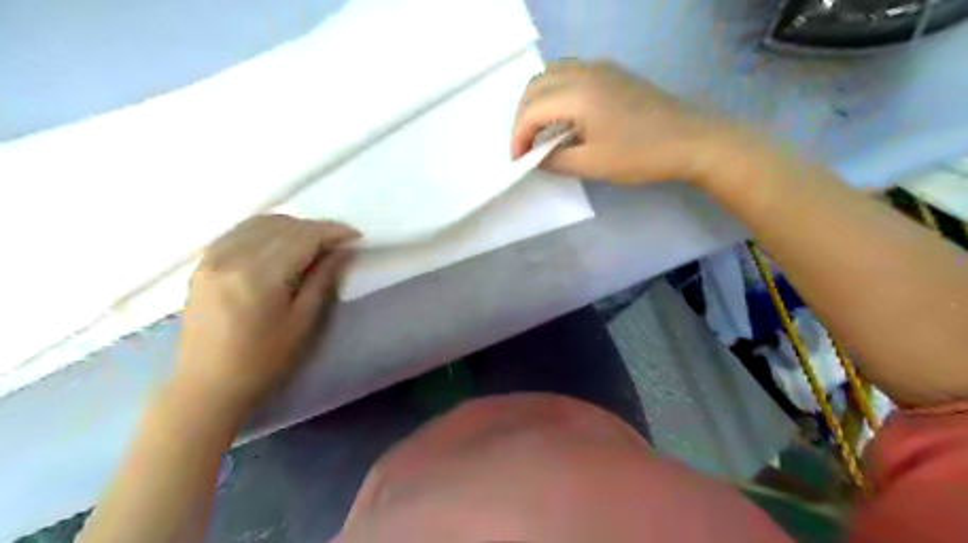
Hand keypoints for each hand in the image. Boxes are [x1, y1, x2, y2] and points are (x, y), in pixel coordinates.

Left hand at [172, 215, 355, 417]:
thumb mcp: (303, 322)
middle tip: (338, 244)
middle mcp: (231, 257)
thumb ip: (323, 280)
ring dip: (292, 226)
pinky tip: (281, 244)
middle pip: (283, 226)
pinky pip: (240, 231)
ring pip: (260, 223)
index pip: (303, 237)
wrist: (207, 386)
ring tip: (313, 244)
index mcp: (259, 276)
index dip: (332, 231)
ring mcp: (212, 258)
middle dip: (316, 229)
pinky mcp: (202, 263)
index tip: (356, 236)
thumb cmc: (263, 361)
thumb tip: (344, 250)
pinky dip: (267, 230)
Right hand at [514, 60, 734, 183]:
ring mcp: (600, 69)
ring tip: (539, 131)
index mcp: (577, 93)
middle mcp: (584, 72)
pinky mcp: (612, 74)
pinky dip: (555, 93)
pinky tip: (563, 117)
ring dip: (537, 101)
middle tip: (524, 145)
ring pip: (552, 75)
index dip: (518, 137)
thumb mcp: (592, 164)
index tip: (517, 161)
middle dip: (523, 116)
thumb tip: (536, 157)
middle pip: (536, 85)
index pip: (531, 110)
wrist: (691, 140)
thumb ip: (555, 160)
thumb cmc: (641, 155)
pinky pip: (570, 75)